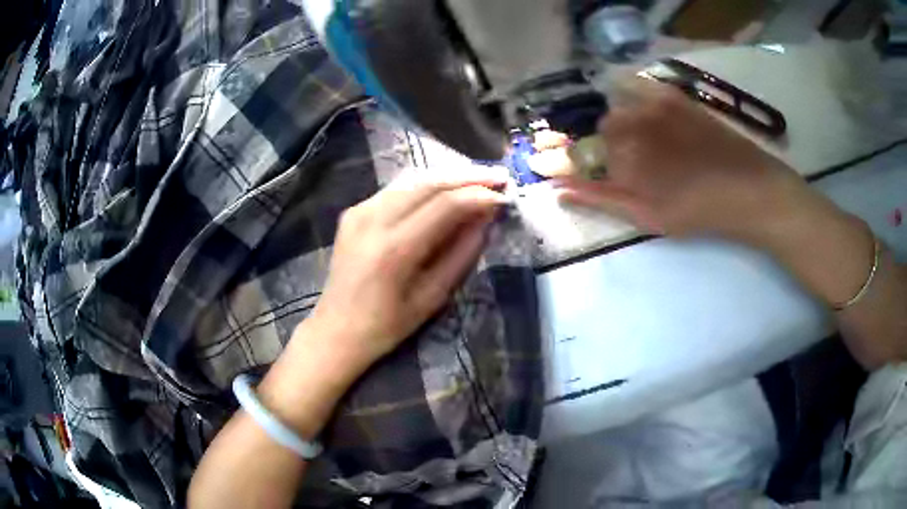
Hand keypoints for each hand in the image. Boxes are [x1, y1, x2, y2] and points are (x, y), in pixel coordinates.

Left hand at [307, 169, 509, 369]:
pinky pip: (396, 189)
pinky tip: (444, 190)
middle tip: (499, 176)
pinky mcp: (353, 212)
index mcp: (394, 248)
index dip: (479, 195)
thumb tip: (487, 219)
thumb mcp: (433, 297)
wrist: (336, 330)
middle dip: (468, 176)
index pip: (445, 204)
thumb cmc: (387, 326)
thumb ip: (462, 254)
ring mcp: (359, 211)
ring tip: (479, 179)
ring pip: (412, 180)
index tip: (504, 196)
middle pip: (429, 182)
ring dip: (448, 176)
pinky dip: (425, 186)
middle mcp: (373, 219)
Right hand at [547, 78, 810, 245]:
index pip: (580, 155)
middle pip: (602, 128)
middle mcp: (631, 124)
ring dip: (623, 122)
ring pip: (618, 106)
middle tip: (635, 165)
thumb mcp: (647, 216)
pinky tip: (649, 114)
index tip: (585, 172)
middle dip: (610, 146)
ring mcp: (653, 105)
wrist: (749, 189)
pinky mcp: (674, 96)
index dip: (575, 163)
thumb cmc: (699, 212)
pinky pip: (638, 85)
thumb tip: (558, 189)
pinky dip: (632, 95)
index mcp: (623, 158)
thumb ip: (601, 199)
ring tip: (649, 142)